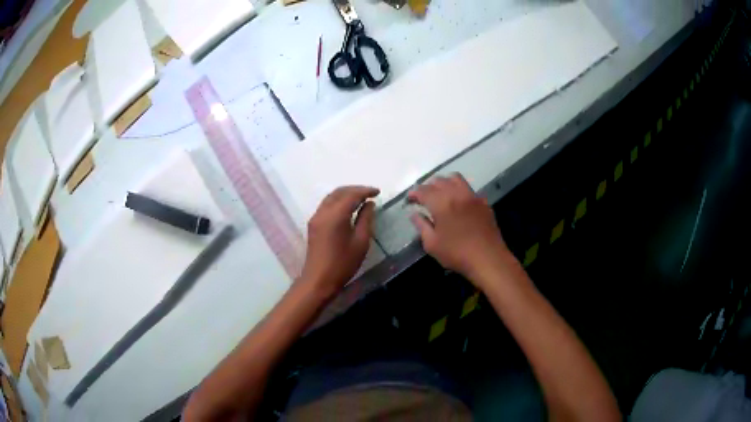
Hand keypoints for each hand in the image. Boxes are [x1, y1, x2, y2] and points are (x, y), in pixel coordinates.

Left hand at [300, 186, 378, 296]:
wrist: (319, 280)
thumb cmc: (343, 264)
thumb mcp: (361, 242)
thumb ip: (366, 219)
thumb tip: (369, 204)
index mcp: (336, 215)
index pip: (351, 195)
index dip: (365, 191)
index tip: (378, 192)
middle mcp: (323, 212)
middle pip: (339, 192)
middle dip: (355, 190)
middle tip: (370, 194)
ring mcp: (316, 217)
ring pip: (331, 197)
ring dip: (346, 194)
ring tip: (361, 199)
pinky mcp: (313, 224)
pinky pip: (326, 205)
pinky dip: (338, 201)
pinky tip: (348, 207)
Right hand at [408, 174, 514, 286]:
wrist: (488, 258)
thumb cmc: (457, 254)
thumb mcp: (432, 244)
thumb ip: (421, 226)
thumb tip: (414, 214)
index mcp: (441, 203)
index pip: (423, 191)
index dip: (414, 193)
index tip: (409, 200)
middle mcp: (457, 194)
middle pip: (439, 181)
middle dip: (428, 187)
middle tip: (423, 198)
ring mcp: (472, 196)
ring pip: (455, 179)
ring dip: (444, 183)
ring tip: (440, 195)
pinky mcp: (483, 202)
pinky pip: (468, 189)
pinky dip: (459, 190)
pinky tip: (457, 203)